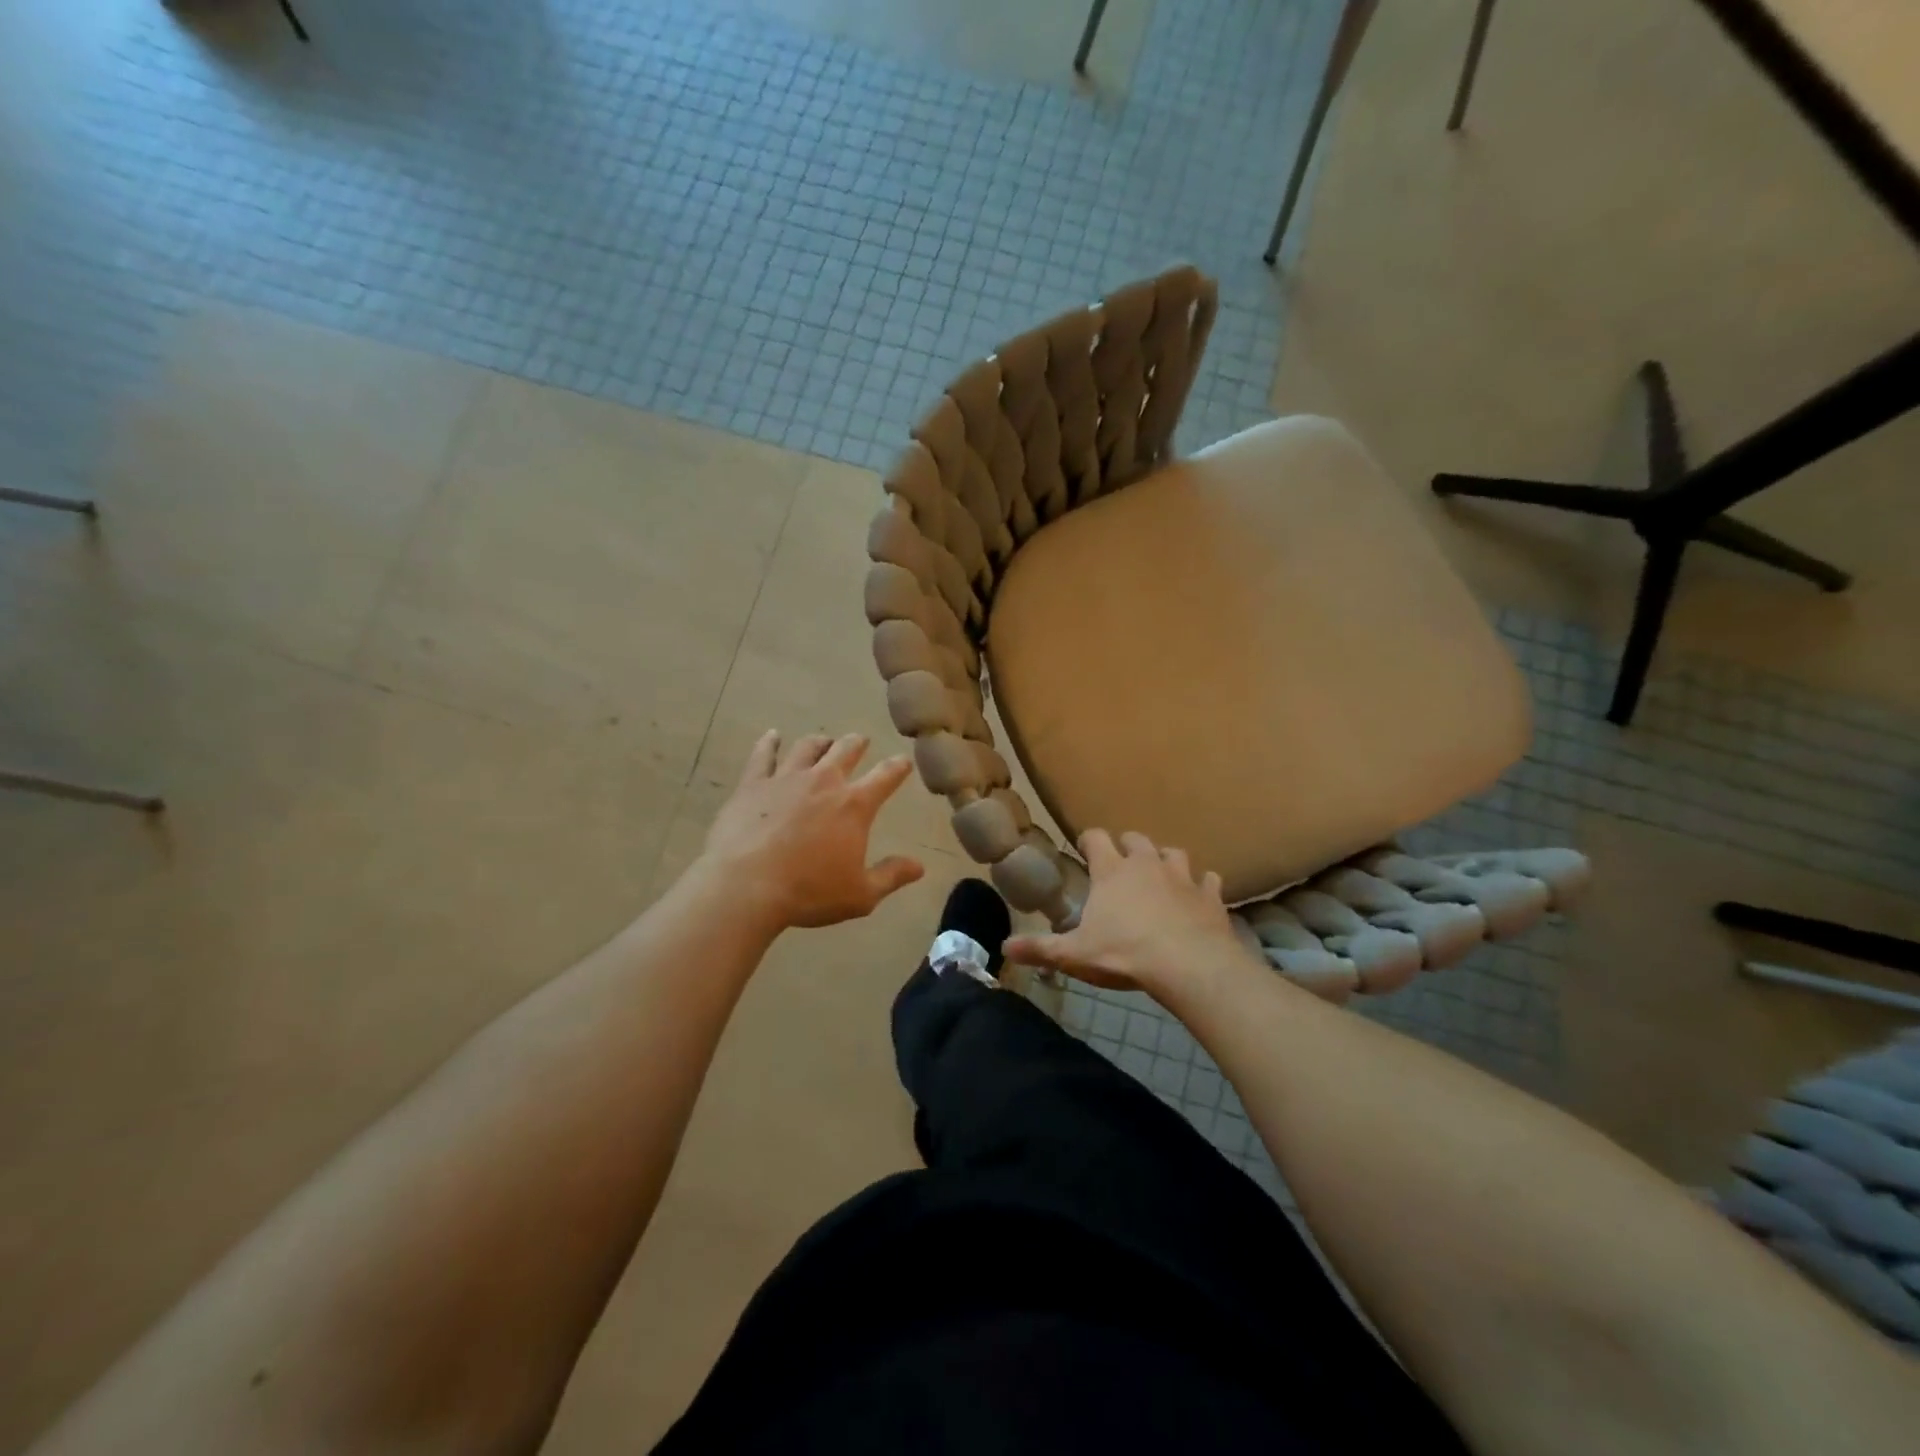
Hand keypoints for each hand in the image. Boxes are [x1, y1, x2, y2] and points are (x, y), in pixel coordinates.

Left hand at [703, 730, 925, 931]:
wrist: (745, 886)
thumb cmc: (808, 892)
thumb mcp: (860, 895)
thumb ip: (891, 876)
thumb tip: (919, 867)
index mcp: (854, 805)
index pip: (886, 776)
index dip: (898, 767)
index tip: (904, 761)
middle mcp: (823, 782)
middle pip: (845, 750)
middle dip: (857, 744)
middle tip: (861, 741)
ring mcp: (786, 778)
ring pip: (807, 747)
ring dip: (820, 742)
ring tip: (823, 740)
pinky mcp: (753, 784)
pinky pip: (763, 755)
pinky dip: (769, 742)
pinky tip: (772, 735)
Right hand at [1004, 829, 1247, 995]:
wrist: (1190, 965)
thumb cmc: (1125, 954)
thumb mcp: (1075, 955)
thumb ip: (1040, 949)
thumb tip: (1004, 947)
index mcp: (1112, 872)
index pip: (1096, 838)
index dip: (1088, 840)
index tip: (1085, 849)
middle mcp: (1147, 864)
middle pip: (1136, 839)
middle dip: (1127, 846)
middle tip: (1121, 863)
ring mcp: (1182, 877)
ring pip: (1174, 853)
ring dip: (1166, 860)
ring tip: (1161, 874)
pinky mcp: (1210, 896)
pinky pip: (1209, 881)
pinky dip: (1203, 886)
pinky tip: (1200, 896)